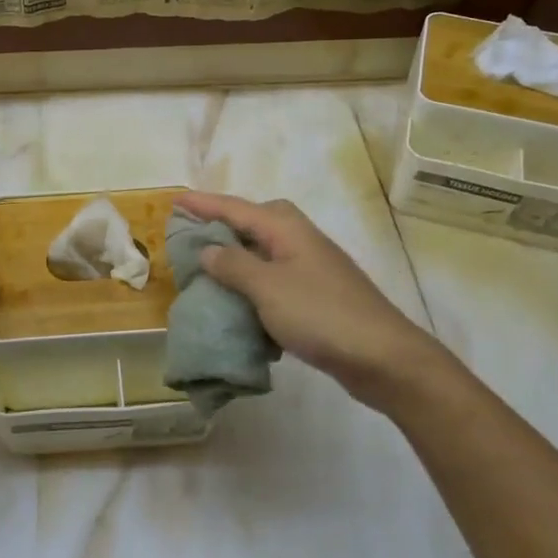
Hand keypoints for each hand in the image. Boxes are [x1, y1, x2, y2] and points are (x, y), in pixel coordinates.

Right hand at [175, 192, 451, 404]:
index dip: (204, 204)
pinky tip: (241, 303)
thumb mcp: (267, 287)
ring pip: (265, 252)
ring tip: (209, 268)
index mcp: (286, 229)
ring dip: (238, 257)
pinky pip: (274, 279)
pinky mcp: (317, 296)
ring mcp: (311, 268)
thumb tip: (208, 249)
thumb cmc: (320, 314)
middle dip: (225, 224)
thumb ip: (233, 265)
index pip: (236, 208)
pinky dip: (254, 285)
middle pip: (255, 222)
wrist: (382, 357)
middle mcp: (300, 240)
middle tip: (194, 232)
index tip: (175, 200)